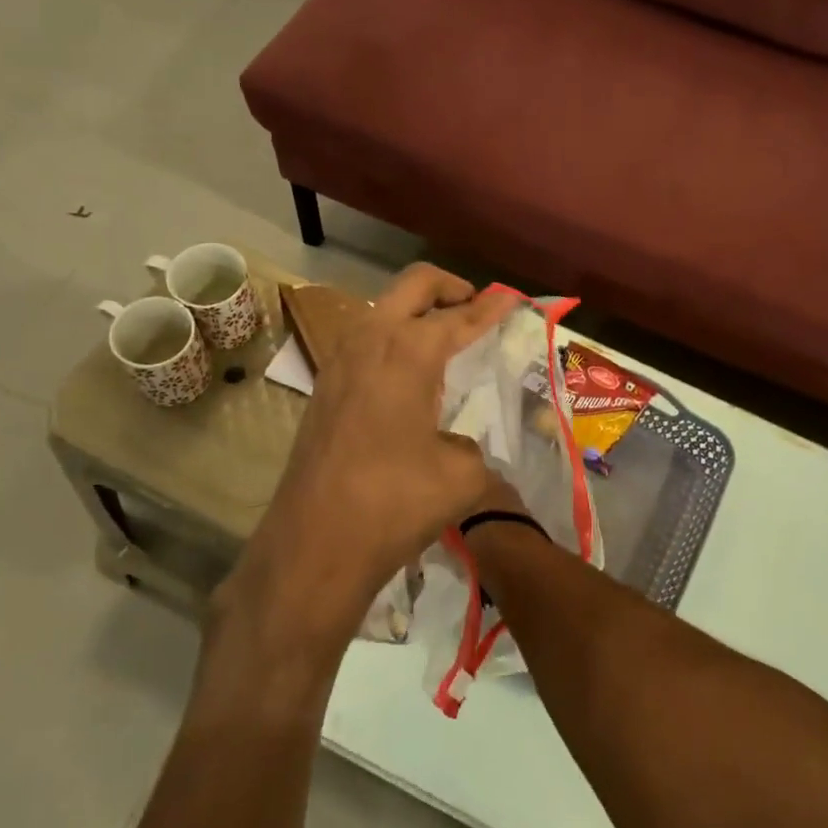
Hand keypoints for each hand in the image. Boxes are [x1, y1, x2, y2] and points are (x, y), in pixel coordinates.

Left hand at [227, 263, 516, 653]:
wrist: (315, 542)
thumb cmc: (395, 503)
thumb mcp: (461, 476)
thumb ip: (471, 447)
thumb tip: (460, 445)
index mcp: (410, 351)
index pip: (460, 316)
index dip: (492, 306)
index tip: (512, 297)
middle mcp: (371, 341)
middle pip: (413, 285)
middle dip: (449, 287)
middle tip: (476, 305)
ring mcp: (339, 361)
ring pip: (382, 309)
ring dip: (415, 311)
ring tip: (444, 338)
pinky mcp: (324, 387)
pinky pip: (364, 341)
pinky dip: (392, 339)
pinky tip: (408, 374)